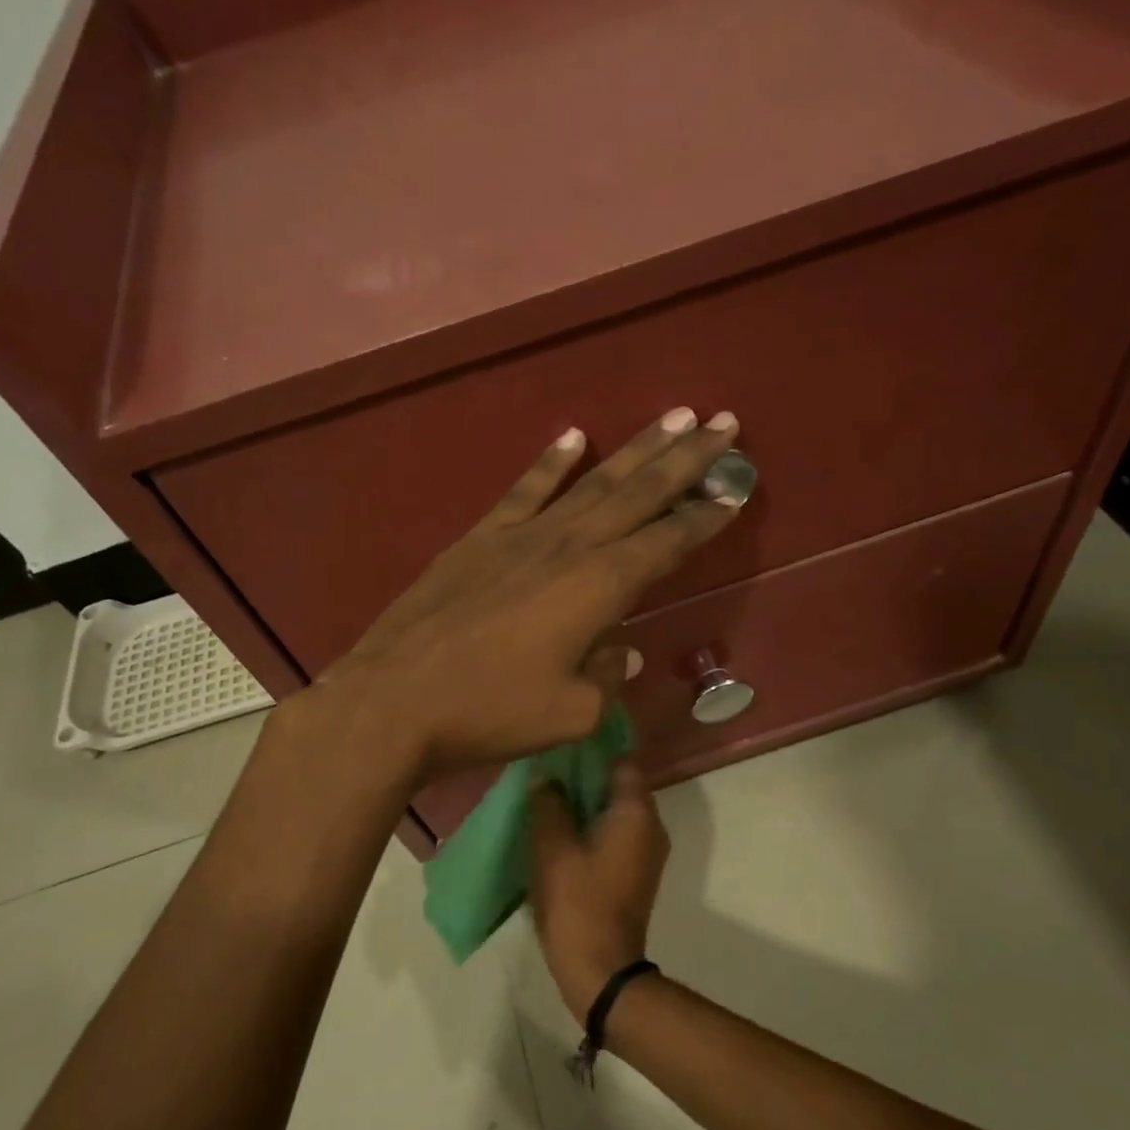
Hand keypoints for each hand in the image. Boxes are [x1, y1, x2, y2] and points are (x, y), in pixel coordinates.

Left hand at [316, 407, 742, 782]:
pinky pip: (525, 490)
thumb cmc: (490, 713)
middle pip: (637, 494)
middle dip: (685, 459)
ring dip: (635, 450)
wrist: (394, 700)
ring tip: (672, 416)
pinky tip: (573, 436)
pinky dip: (551, 462)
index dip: (703, 517)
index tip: (735, 488)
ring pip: (591, 482)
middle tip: (723, 423)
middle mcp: (566, 548)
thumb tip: (622, 651)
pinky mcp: (478, 540)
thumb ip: (607, 677)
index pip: (665, 543)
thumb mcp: (570, 713)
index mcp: (597, 588)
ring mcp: (519, 537)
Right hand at [528, 761, 668, 1023]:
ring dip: (586, 805)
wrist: (600, 968)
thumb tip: (547, 777)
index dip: (592, 751)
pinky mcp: (637, 873)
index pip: (621, 761)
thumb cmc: (577, 902)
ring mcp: (647, 852)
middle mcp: (652, 826)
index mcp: (636, 813)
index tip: (561, 747)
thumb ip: (549, 804)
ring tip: (548, 800)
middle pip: (619, 786)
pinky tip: (561, 833)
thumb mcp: (552, 848)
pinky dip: (592, 828)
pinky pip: (616, 835)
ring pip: (616, 812)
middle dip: (584, 777)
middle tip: (546, 773)